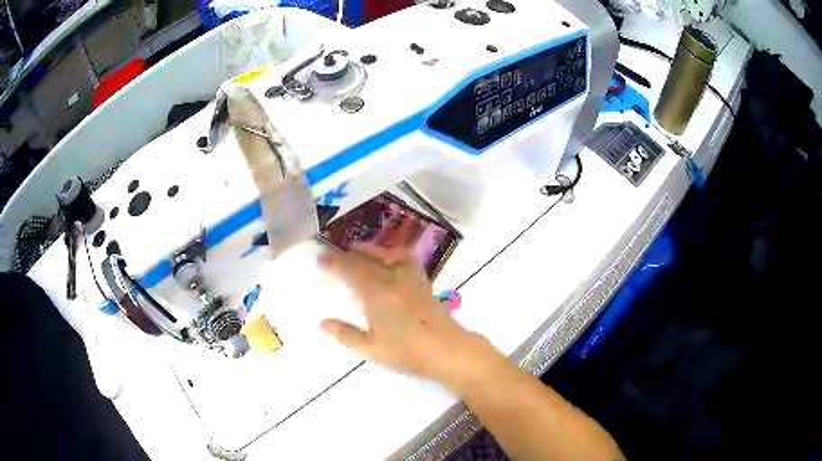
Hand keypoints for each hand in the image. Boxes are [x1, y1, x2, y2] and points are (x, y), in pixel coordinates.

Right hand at [319, 244, 500, 387]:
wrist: (448, 350)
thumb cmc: (407, 352)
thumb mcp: (371, 349)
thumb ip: (346, 334)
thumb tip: (323, 322)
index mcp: (377, 293)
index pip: (351, 270)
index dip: (334, 262)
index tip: (321, 258)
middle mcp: (393, 279)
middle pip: (366, 260)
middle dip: (347, 255)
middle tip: (332, 253)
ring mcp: (411, 279)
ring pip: (388, 254)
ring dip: (370, 249)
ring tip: (358, 248)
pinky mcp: (423, 283)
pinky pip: (406, 259)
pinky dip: (393, 253)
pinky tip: (391, 258)